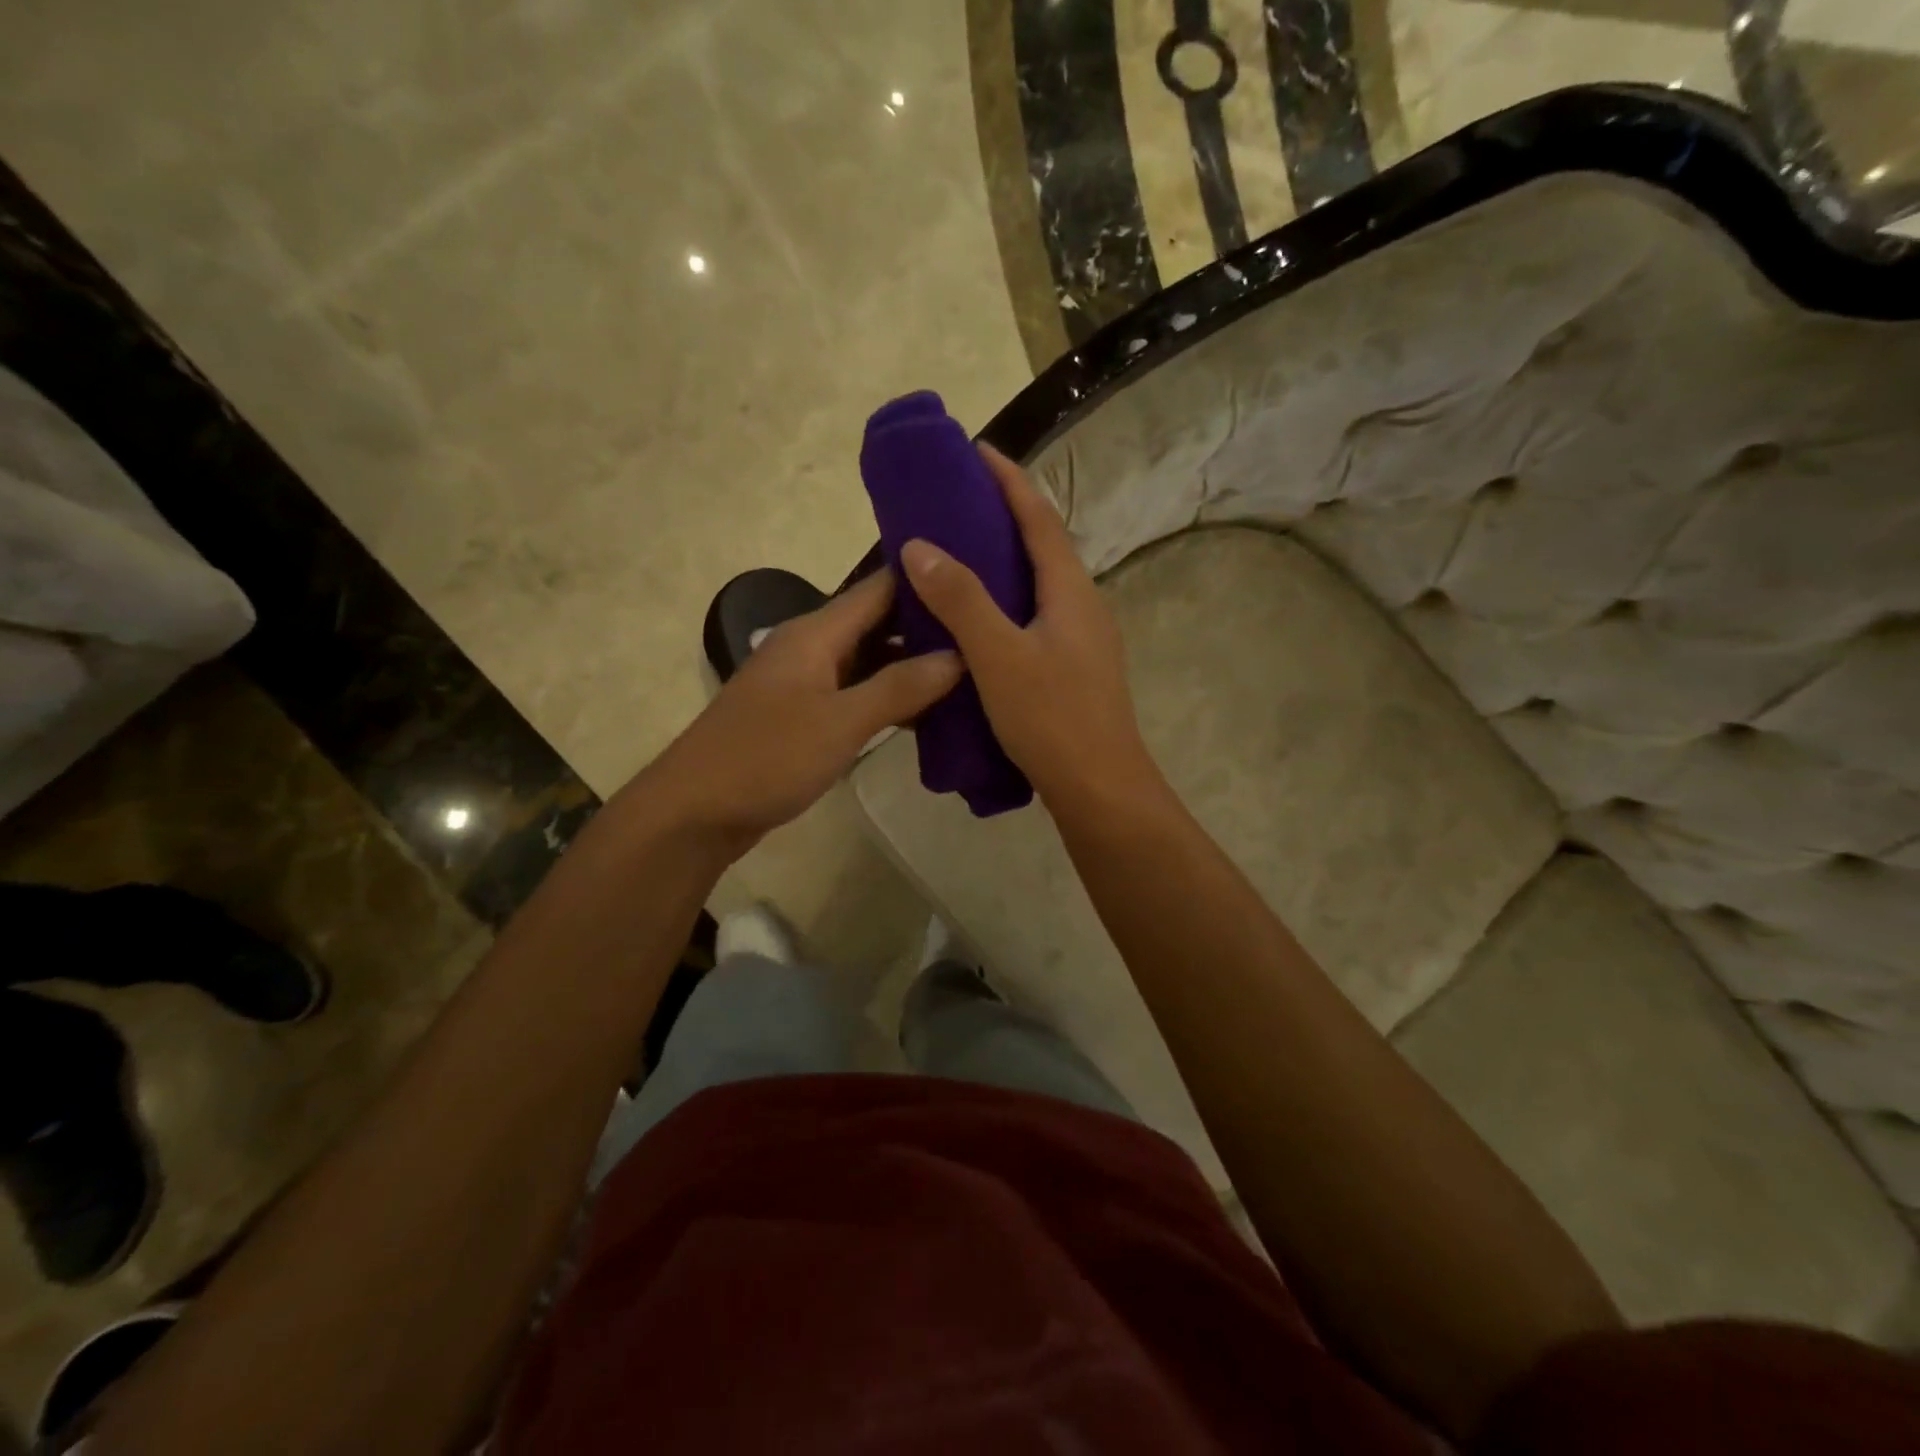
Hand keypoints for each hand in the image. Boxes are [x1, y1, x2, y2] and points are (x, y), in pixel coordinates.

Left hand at [639, 570, 961, 857]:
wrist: (695, 812)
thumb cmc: (766, 758)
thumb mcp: (840, 722)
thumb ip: (900, 687)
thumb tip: (959, 656)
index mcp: (816, 632)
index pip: (880, 587)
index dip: (927, 577)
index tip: (981, 574)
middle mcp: (811, 647)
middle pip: (878, 623)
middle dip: (929, 626)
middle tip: (987, 630)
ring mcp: (806, 683)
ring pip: (870, 661)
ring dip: (913, 666)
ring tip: (973, 670)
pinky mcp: (805, 716)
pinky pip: (857, 694)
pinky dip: (891, 699)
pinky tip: (929, 714)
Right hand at [900, 443, 1160, 810]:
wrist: (1099, 788)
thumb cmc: (1052, 717)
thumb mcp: (999, 655)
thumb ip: (961, 599)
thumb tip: (919, 546)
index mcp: (1071, 590)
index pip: (1039, 517)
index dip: (1009, 480)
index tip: (975, 450)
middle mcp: (1082, 605)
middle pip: (1043, 546)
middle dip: (1003, 516)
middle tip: (956, 503)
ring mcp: (1082, 639)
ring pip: (1039, 585)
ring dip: (1004, 562)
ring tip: (958, 555)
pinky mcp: (1073, 668)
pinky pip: (1035, 617)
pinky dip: (1005, 602)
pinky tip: (977, 621)